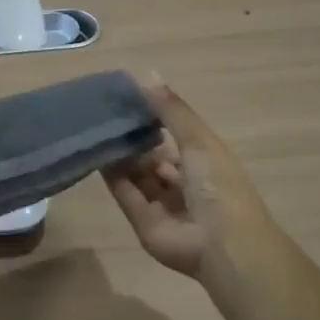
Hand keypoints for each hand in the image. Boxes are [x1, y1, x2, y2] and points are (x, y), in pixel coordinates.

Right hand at [102, 75, 268, 277]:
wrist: (222, 244)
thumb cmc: (218, 185)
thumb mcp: (198, 139)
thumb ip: (171, 110)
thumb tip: (147, 74)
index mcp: (205, 162)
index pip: (175, 136)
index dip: (154, 119)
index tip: (128, 98)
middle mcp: (184, 183)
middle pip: (153, 158)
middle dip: (134, 138)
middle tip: (106, 114)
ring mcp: (163, 205)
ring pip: (137, 175)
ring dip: (120, 155)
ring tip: (96, 129)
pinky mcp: (143, 222)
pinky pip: (125, 194)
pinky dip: (112, 176)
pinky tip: (96, 153)